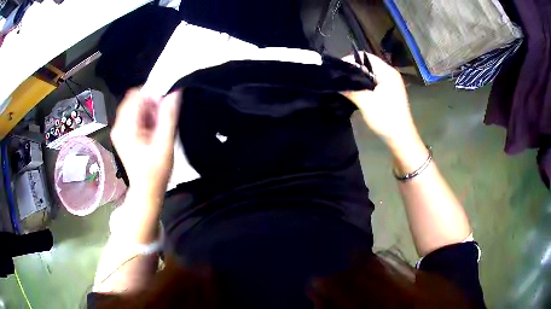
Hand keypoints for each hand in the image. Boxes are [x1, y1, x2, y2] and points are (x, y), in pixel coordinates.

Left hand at [110, 88, 181, 200]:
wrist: (146, 190)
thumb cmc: (156, 171)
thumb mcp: (165, 144)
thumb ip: (169, 116)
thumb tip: (175, 92)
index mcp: (126, 128)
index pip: (136, 95)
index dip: (152, 95)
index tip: (164, 106)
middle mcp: (118, 126)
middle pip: (134, 100)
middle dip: (151, 104)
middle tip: (162, 119)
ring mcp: (119, 130)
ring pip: (134, 106)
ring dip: (149, 111)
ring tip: (158, 127)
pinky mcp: (122, 133)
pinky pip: (134, 115)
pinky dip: (145, 117)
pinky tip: (152, 130)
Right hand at [341, 52, 417, 145]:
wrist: (401, 138)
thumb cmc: (386, 119)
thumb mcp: (366, 103)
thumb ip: (350, 89)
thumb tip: (334, 81)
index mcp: (387, 72)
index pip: (365, 57)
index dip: (349, 60)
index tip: (336, 70)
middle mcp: (390, 74)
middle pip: (367, 64)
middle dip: (352, 70)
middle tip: (337, 78)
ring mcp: (390, 83)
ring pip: (369, 74)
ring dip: (357, 78)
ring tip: (343, 85)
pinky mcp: (389, 92)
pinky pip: (373, 83)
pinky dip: (363, 85)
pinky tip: (354, 92)